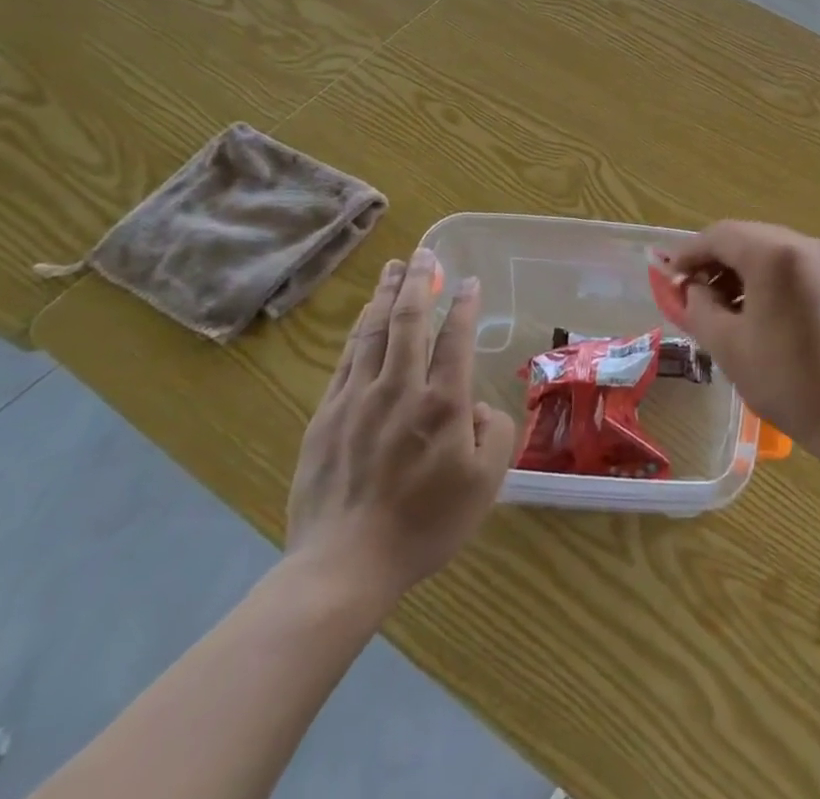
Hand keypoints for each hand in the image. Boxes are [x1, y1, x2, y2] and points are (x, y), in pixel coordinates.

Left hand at [285, 243, 515, 612]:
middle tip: (425, 253)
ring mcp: (357, 399)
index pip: (455, 336)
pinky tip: (364, 318)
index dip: (463, 304)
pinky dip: (358, 331)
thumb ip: (494, 433)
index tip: (468, 280)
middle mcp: (400, 388)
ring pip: (372, 332)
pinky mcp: (326, 417)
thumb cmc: (425, 525)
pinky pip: (346, 360)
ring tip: (393, 267)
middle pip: (408, 320)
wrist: (343, 567)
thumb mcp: (485, 483)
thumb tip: (475, 407)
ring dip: (385, 295)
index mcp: (442, 402)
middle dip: (419, 281)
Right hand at [659, 221, 819, 463]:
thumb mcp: (727, 345)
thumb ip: (698, 306)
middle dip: (715, 260)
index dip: (689, 252)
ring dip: (741, 268)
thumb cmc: (786, 380)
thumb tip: (690, 287)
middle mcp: (804, 244)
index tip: (669, 276)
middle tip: (692, 292)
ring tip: (721, 306)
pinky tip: (757, 309)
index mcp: (775, 254)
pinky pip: (793, 264)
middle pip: (746, 237)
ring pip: (770, 249)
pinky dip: (768, 276)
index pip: (720, 235)